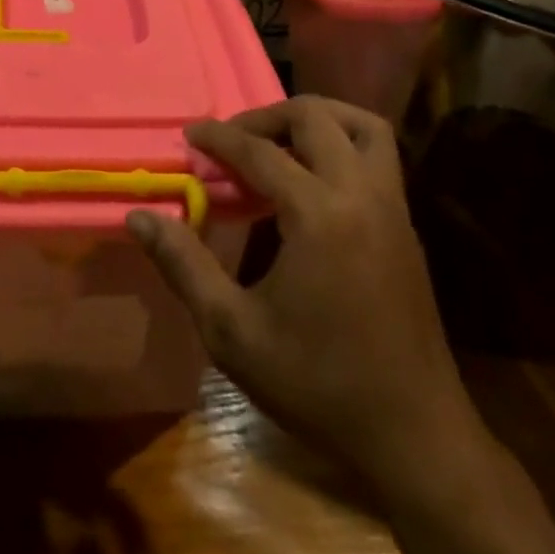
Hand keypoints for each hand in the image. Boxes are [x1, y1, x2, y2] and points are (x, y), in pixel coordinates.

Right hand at [127, 97, 482, 497]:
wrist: (415, 437)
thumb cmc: (317, 384)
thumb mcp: (232, 331)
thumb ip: (183, 265)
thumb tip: (139, 217)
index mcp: (319, 214)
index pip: (260, 151)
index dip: (219, 138)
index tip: (190, 135)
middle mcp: (362, 195)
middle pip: (316, 118)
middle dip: (266, 116)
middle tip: (231, 140)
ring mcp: (394, 208)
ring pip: (363, 126)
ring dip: (318, 118)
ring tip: (278, 141)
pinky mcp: (406, 227)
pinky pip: (378, 156)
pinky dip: (342, 144)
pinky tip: (312, 181)